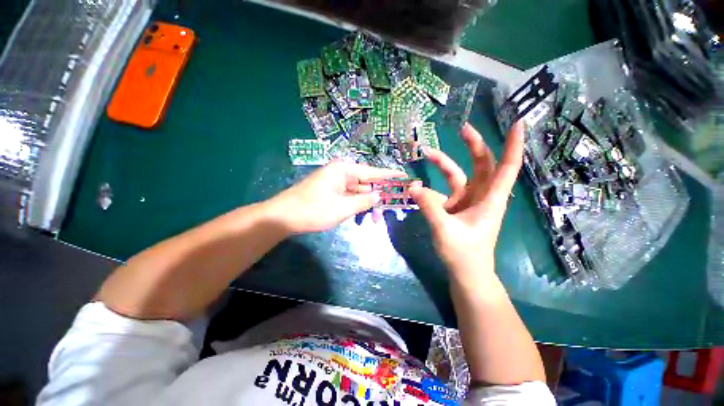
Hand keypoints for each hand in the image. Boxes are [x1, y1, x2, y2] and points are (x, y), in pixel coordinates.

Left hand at [270, 161, 406, 233]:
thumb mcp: (342, 208)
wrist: (283, 217)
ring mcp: (336, 183)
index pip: (373, 172)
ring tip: (376, 220)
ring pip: (359, 192)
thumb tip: (379, 196)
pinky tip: (362, 217)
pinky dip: (357, 206)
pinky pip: (350, 197)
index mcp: (344, 170)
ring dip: (367, 205)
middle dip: (378, 197)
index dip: (390, 175)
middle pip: (367, 183)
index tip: (405, 176)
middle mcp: (342, 172)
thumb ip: (364, 201)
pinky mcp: (332, 192)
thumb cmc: (313, 210)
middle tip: (391, 209)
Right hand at [410, 123, 523, 281]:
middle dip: (474, 145)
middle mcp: (481, 195)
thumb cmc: (464, 254)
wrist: (466, 273)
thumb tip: (413, 186)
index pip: (507, 166)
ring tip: (427, 152)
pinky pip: (444, 189)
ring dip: (444, 163)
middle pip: (482, 164)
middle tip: (462, 128)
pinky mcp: (454, 207)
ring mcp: (466, 201)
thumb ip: (429, 207)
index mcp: (490, 199)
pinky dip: (432, 185)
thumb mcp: (445, 230)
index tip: (517, 121)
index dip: (513, 144)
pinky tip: (418, 187)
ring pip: (459, 175)